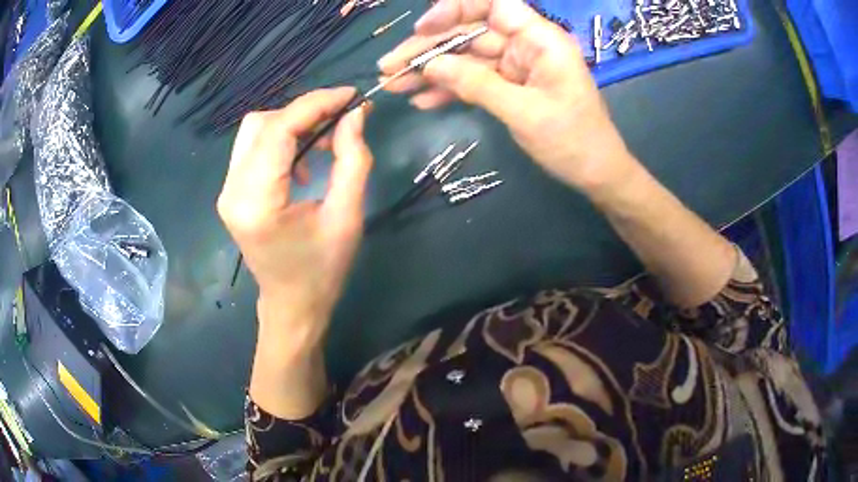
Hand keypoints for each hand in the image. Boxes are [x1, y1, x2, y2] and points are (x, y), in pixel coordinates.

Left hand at [217, 88, 371, 340]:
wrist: (292, 305)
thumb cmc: (322, 270)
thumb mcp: (347, 216)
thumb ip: (353, 159)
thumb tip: (355, 114)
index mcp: (257, 201)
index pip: (279, 130)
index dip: (316, 104)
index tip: (351, 96)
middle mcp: (232, 191)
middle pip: (261, 123)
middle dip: (303, 113)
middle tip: (340, 121)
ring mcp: (227, 191)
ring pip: (255, 131)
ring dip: (292, 125)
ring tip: (325, 141)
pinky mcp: (232, 193)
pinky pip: (253, 149)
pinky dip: (281, 141)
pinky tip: (303, 162)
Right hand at [379, 0, 636, 194]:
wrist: (596, 174)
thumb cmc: (574, 141)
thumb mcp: (525, 112)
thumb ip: (477, 85)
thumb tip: (430, 65)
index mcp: (540, 39)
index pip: (493, 5)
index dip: (455, 9)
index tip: (422, 28)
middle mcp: (526, 44)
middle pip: (469, 33)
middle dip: (428, 49)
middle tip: (389, 68)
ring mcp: (516, 65)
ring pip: (466, 58)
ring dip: (430, 71)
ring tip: (394, 86)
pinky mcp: (510, 86)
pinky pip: (474, 80)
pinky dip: (449, 89)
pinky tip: (422, 101)